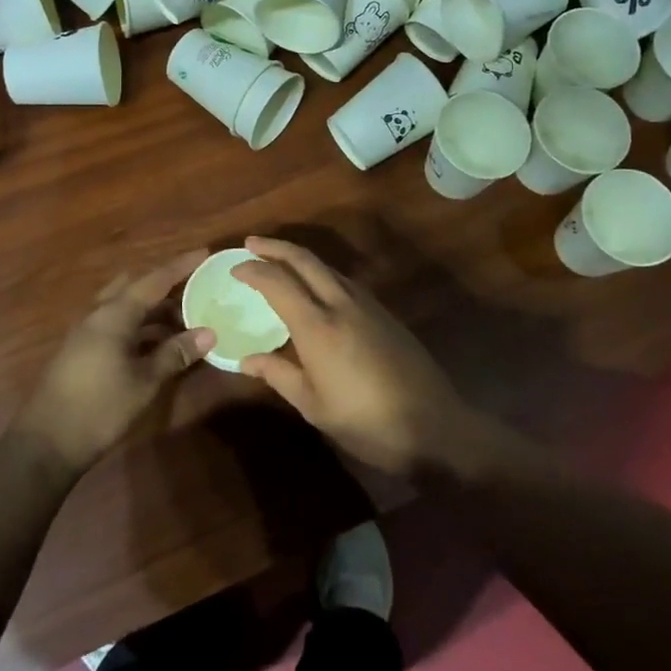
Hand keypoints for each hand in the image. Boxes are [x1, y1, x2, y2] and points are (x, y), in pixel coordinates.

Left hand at [15, 250, 213, 472]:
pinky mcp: (82, 351)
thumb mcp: (144, 381)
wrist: (46, 443)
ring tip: (184, 318)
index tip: (204, 253)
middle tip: (195, 289)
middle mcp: (98, 315)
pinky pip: (116, 325)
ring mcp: (86, 333)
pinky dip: (139, 326)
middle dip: (164, 286)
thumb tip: (208, 333)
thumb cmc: (100, 407)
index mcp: (114, 315)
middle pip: (134, 287)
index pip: (153, 280)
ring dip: (152, 309)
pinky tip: (158, 343)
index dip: (180, 267)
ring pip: (124, 307)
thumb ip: (175, 353)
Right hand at [233, 236, 500, 477]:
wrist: (435, 426)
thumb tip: (245, 360)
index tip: (234, 268)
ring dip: (300, 258)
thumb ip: (278, 375)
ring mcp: (367, 305)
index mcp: (317, 326)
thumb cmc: (367, 422)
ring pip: (327, 267)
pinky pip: (344, 281)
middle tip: (251, 244)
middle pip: (305, 260)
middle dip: (275, 247)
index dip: (253, 270)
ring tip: (278, 262)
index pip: (278, 282)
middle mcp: (341, 304)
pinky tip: (315, 289)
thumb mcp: (314, 406)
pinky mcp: (385, 313)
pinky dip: (321, 274)